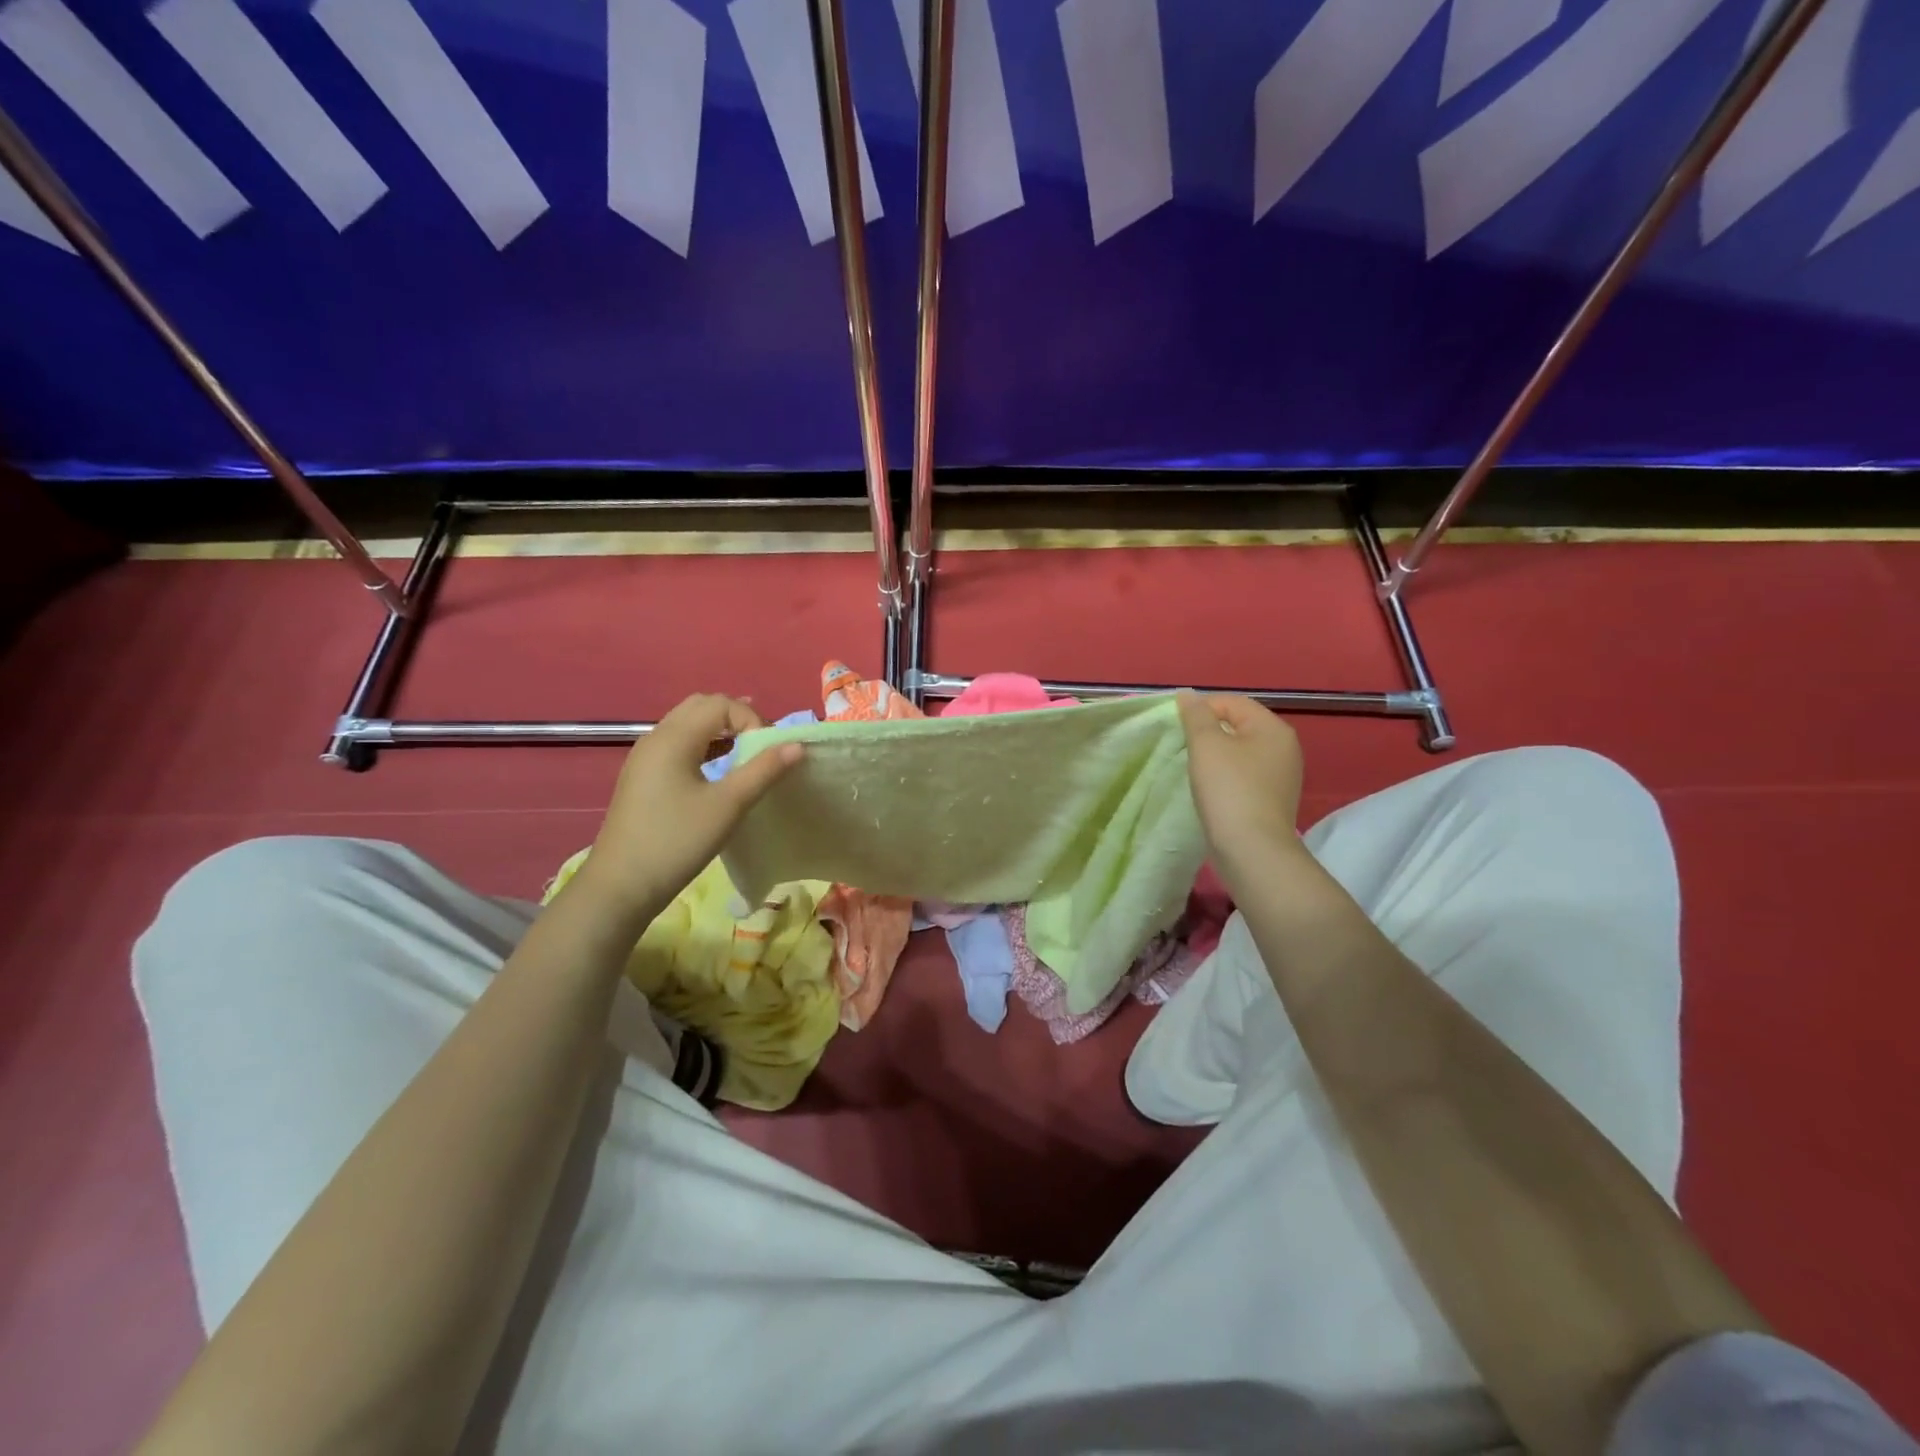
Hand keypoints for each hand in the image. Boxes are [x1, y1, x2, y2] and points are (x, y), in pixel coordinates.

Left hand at [574, 694, 802, 921]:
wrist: (621, 885)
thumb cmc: (677, 841)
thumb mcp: (728, 806)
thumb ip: (764, 770)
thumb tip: (797, 745)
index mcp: (674, 738)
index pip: (720, 704)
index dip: (751, 720)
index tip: (768, 752)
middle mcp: (655, 737)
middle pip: (701, 706)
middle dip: (736, 717)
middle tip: (759, 746)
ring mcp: (645, 757)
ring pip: (687, 724)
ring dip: (720, 731)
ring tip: (745, 754)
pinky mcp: (642, 776)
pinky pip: (677, 744)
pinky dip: (703, 745)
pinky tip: (718, 771)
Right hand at [1176, 691, 1304, 876]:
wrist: (1252, 850)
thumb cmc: (1229, 789)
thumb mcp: (1206, 745)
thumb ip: (1196, 715)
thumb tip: (1188, 695)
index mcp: (1273, 728)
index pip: (1232, 702)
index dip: (1201, 709)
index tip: (1177, 729)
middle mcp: (1285, 747)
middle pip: (1238, 726)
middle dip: (1208, 732)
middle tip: (1183, 748)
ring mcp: (1282, 776)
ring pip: (1240, 752)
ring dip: (1215, 756)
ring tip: (1194, 770)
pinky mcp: (1272, 799)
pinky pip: (1244, 775)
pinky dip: (1225, 777)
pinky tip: (1211, 790)